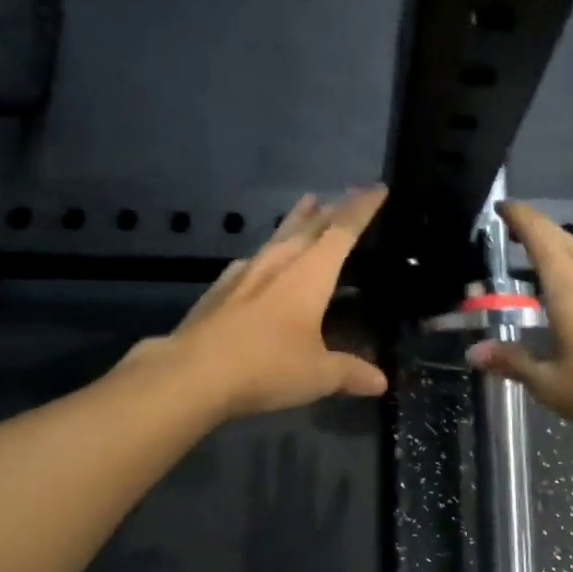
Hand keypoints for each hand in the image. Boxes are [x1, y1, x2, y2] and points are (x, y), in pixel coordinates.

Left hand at [126, 188, 389, 420]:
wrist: (192, 373)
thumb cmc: (266, 367)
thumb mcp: (317, 375)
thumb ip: (350, 372)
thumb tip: (381, 383)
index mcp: (309, 274)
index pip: (342, 231)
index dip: (361, 209)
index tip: (377, 188)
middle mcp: (278, 263)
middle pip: (309, 227)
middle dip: (330, 210)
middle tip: (343, 198)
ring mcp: (244, 273)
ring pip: (277, 236)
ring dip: (296, 220)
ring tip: (307, 206)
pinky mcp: (219, 289)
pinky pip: (251, 259)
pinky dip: (266, 252)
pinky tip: (259, 259)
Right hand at [469, 201, 572, 447]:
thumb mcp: (552, 385)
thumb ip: (513, 362)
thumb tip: (475, 352)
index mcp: (569, 285)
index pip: (539, 234)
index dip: (518, 216)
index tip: (500, 207)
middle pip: (562, 239)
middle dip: (534, 230)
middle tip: (509, 233)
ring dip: (557, 251)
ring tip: (534, 262)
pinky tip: (570, 295)